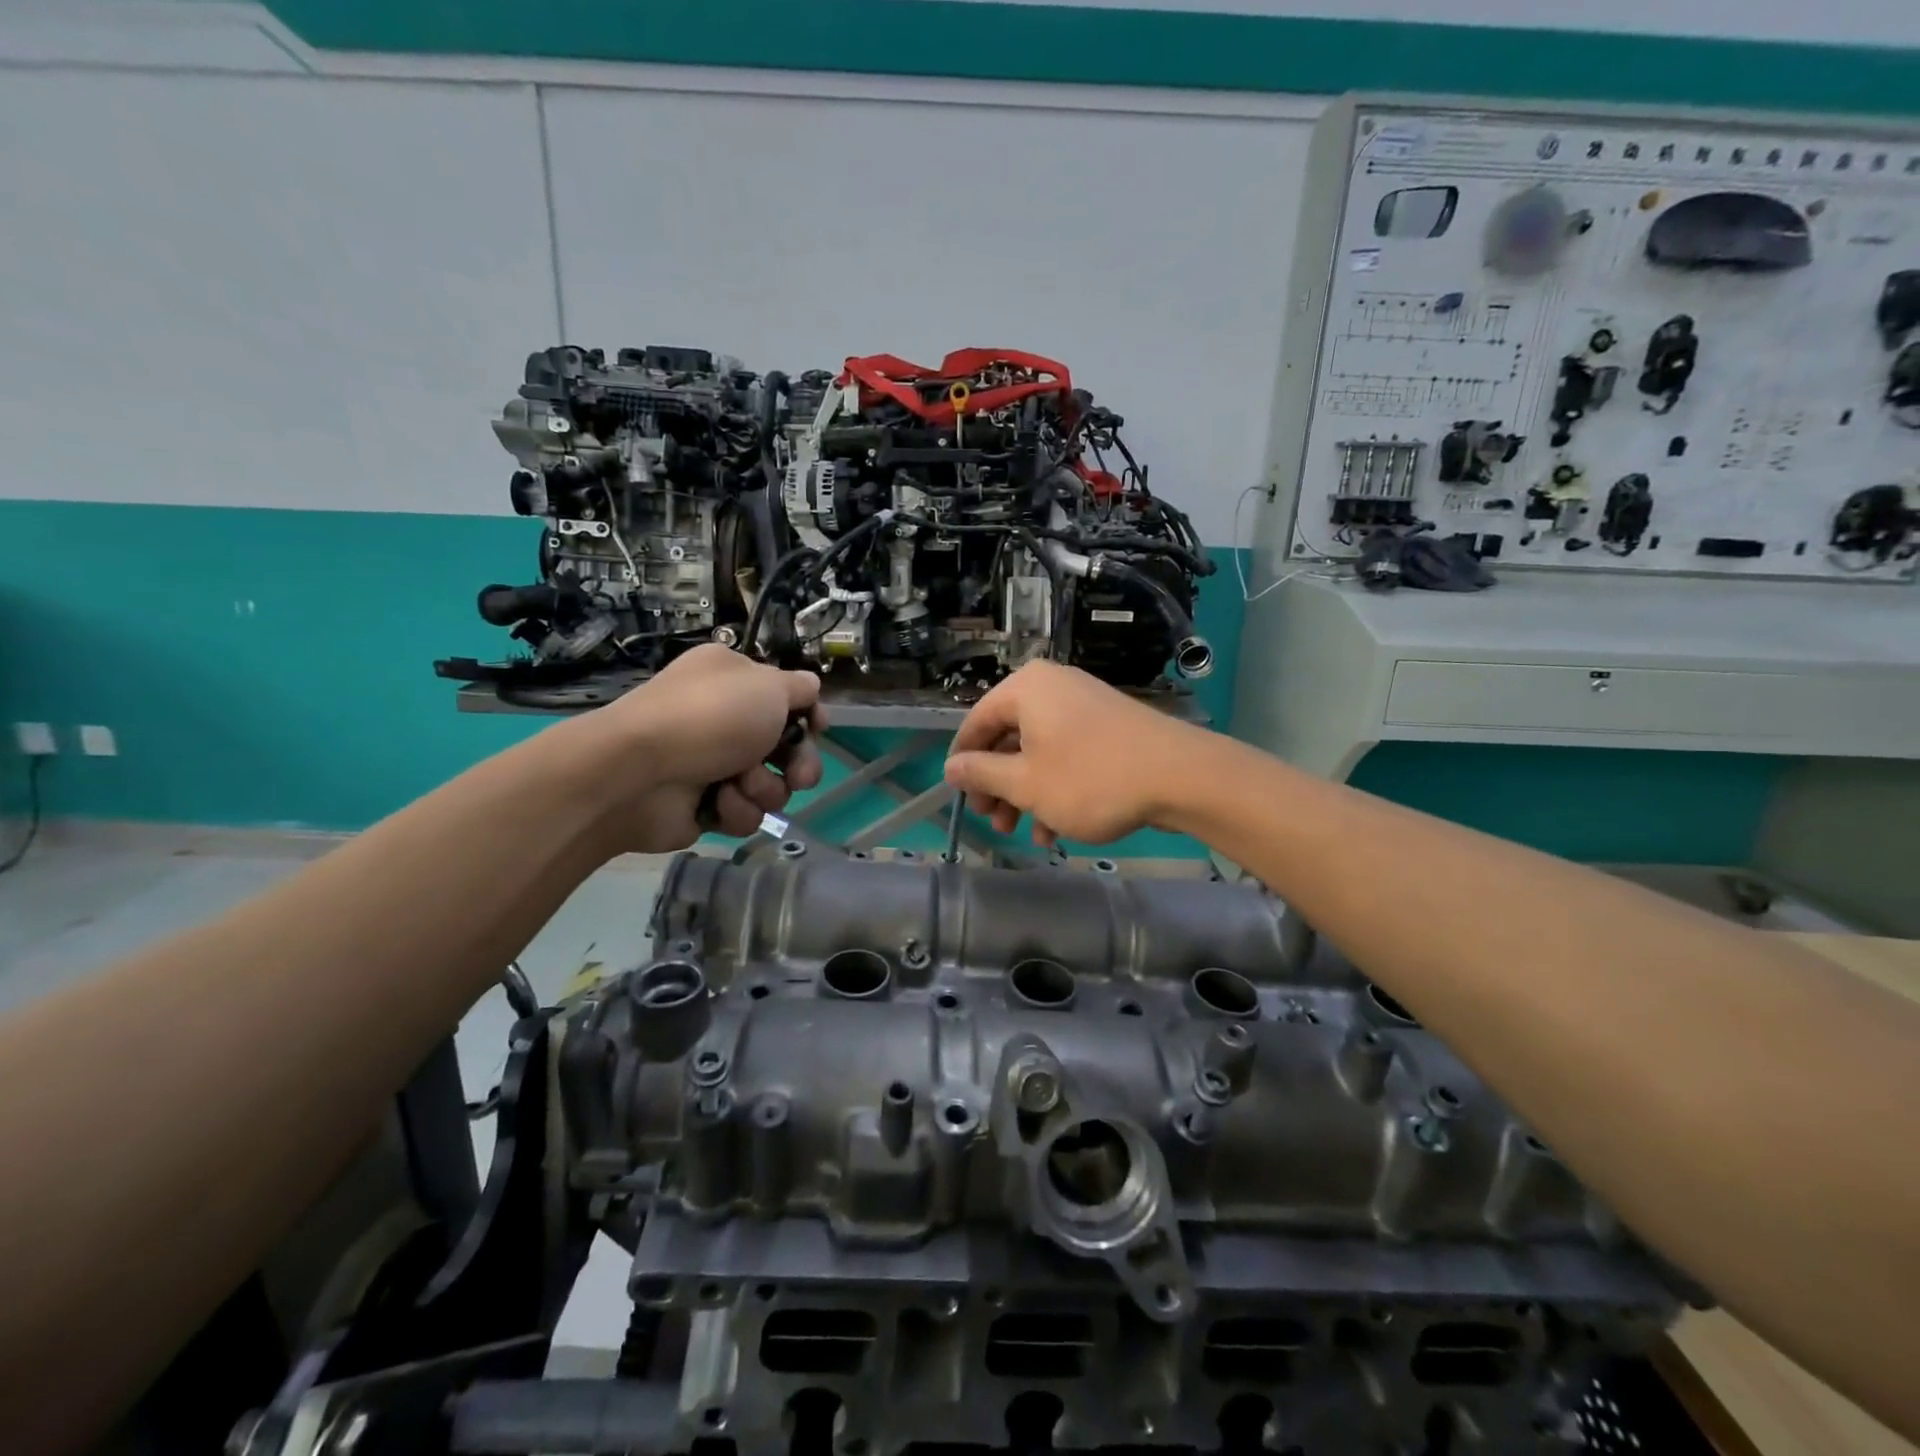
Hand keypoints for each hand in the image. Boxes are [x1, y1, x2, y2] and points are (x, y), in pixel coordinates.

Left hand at [597, 645, 823, 849]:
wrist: (639, 773)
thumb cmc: (710, 717)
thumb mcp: (768, 686)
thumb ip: (800, 688)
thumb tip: (811, 689)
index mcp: (733, 680)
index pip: (786, 698)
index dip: (808, 716)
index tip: (818, 729)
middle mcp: (723, 718)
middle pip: (785, 747)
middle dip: (798, 764)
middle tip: (798, 776)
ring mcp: (712, 764)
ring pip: (769, 785)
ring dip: (762, 787)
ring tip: (738, 783)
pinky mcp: (704, 805)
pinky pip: (743, 812)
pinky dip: (736, 808)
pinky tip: (716, 801)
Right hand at [942, 661, 1205, 846]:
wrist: (1180, 776)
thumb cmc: (1090, 779)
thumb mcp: (1026, 783)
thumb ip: (982, 773)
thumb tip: (950, 767)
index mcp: (1025, 689)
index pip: (976, 723)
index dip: (964, 763)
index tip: (961, 798)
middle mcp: (1052, 687)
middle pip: (1008, 738)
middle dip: (999, 786)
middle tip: (996, 822)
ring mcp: (1084, 705)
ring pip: (1039, 752)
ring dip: (1027, 794)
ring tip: (1025, 833)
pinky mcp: (1108, 727)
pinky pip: (1068, 754)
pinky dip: (1056, 788)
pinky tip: (1057, 829)